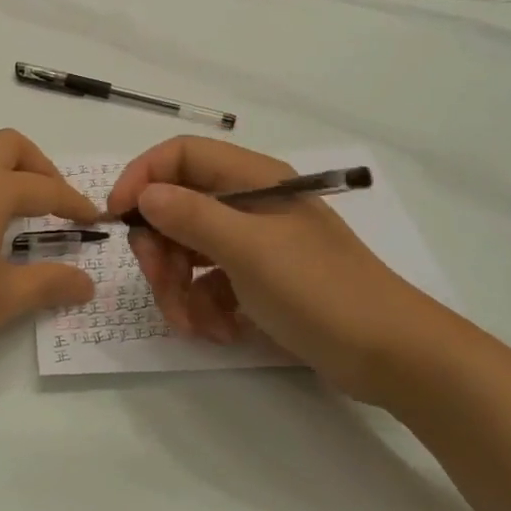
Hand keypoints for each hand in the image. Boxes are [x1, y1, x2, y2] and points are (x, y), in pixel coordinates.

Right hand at [106, 137, 434, 402]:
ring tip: (192, 324)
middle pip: (177, 206)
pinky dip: (204, 306)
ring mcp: (254, 243)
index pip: (181, 155)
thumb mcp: (248, 250)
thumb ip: (191, 216)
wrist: (390, 354)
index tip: (119, 219)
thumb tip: (145, 195)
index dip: (143, 178)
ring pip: (189, 249)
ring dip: (178, 287)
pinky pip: (210, 282)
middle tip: (160, 285)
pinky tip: (221, 332)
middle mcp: (248, 203)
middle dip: (160, 249)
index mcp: (250, 179)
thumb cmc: (319, 290)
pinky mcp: (258, 280)